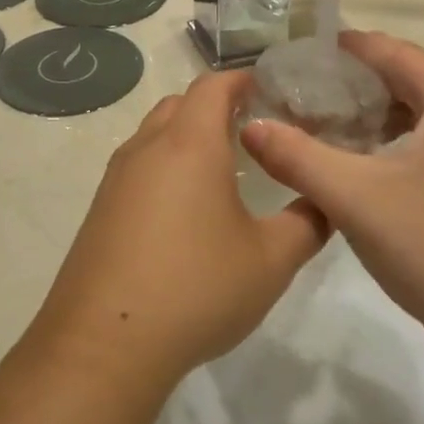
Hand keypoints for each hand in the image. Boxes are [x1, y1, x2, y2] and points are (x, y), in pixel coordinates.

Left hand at [27, 72, 329, 389]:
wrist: (105, 343)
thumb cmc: (196, 289)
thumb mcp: (270, 260)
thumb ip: (307, 224)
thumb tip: (324, 202)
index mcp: (189, 145)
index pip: (213, 86)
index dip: (243, 79)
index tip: (271, 90)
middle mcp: (146, 149)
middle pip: (179, 105)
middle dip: (215, 107)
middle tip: (253, 132)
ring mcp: (115, 180)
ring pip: (153, 136)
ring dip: (186, 139)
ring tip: (222, 171)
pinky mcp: (99, 210)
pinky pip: (136, 169)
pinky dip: (163, 169)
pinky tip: (184, 212)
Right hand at [240, 32, 423, 354]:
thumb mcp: (353, 198)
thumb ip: (297, 157)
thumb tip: (250, 125)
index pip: (402, 54)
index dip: (357, 46)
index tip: (315, 47)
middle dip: (389, 70)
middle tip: (342, 88)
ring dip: (405, 104)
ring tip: (355, 124)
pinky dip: (419, 135)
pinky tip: (384, 169)